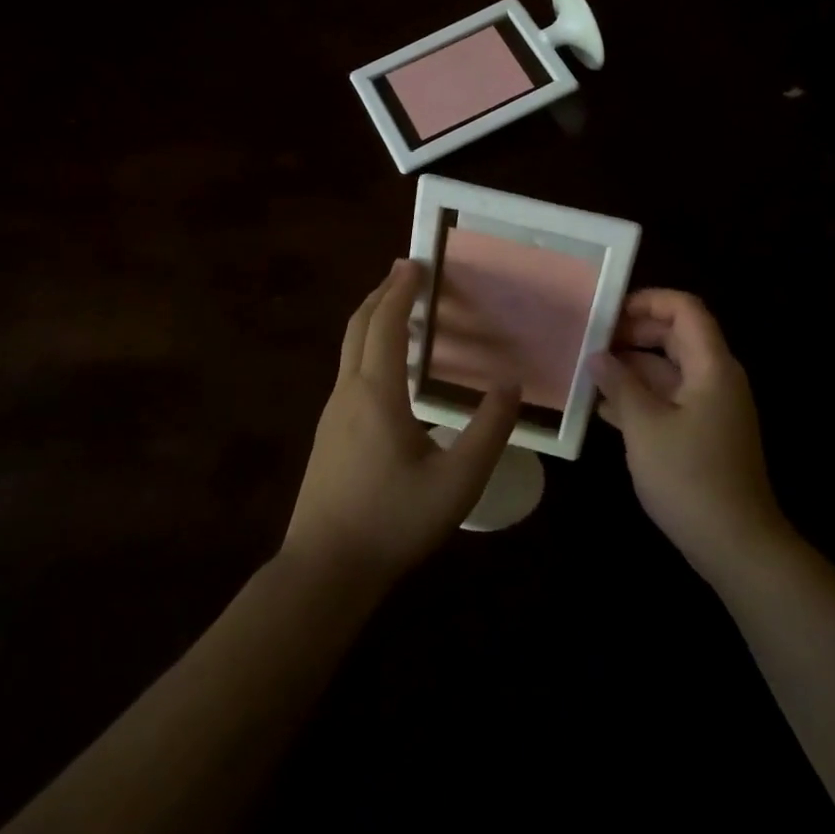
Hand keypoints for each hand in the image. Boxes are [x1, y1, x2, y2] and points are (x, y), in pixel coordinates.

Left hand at [283, 261, 519, 589]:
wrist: (324, 571)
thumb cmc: (392, 521)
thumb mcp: (457, 482)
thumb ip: (488, 431)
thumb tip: (510, 385)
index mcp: (376, 393)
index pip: (385, 324)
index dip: (400, 290)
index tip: (415, 262)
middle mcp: (348, 393)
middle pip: (358, 326)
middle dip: (380, 294)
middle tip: (404, 273)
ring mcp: (332, 414)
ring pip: (349, 349)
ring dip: (372, 320)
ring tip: (399, 311)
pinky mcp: (328, 435)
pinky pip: (349, 372)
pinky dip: (368, 348)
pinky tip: (388, 370)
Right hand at [591, 290, 788, 582]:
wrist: (735, 544)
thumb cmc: (689, 478)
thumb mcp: (644, 427)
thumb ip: (620, 384)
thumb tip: (598, 356)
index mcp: (711, 366)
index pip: (685, 309)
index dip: (648, 301)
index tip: (608, 312)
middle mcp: (716, 377)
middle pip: (676, 336)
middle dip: (633, 334)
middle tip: (591, 343)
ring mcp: (711, 406)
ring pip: (670, 369)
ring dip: (632, 368)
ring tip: (589, 374)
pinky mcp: (704, 432)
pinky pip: (671, 398)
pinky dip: (642, 396)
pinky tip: (605, 409)